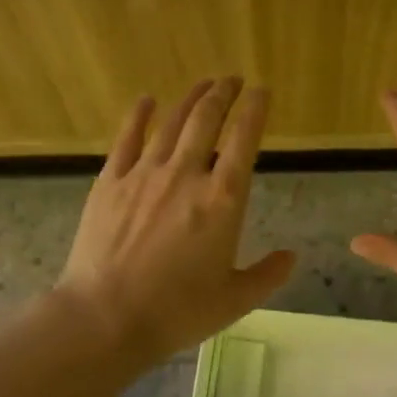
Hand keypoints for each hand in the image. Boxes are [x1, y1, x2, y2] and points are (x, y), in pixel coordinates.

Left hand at [58, 78, 295, 364]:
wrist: (106, 317)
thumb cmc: (177, 311)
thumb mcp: (235, 300)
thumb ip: (268, 275)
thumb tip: (291, 256)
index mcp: (223, 201)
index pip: (244, 141)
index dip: (255, 111)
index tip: (262, 91)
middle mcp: (186, 175)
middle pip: (207, 120)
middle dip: (223, 94)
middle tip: (232, 79)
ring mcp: (144, 174)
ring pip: (171, 123)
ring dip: (190, 99)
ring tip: (203, 85)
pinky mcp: (110, 183)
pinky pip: (127, 139)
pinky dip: (138, 116)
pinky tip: (146, 101)